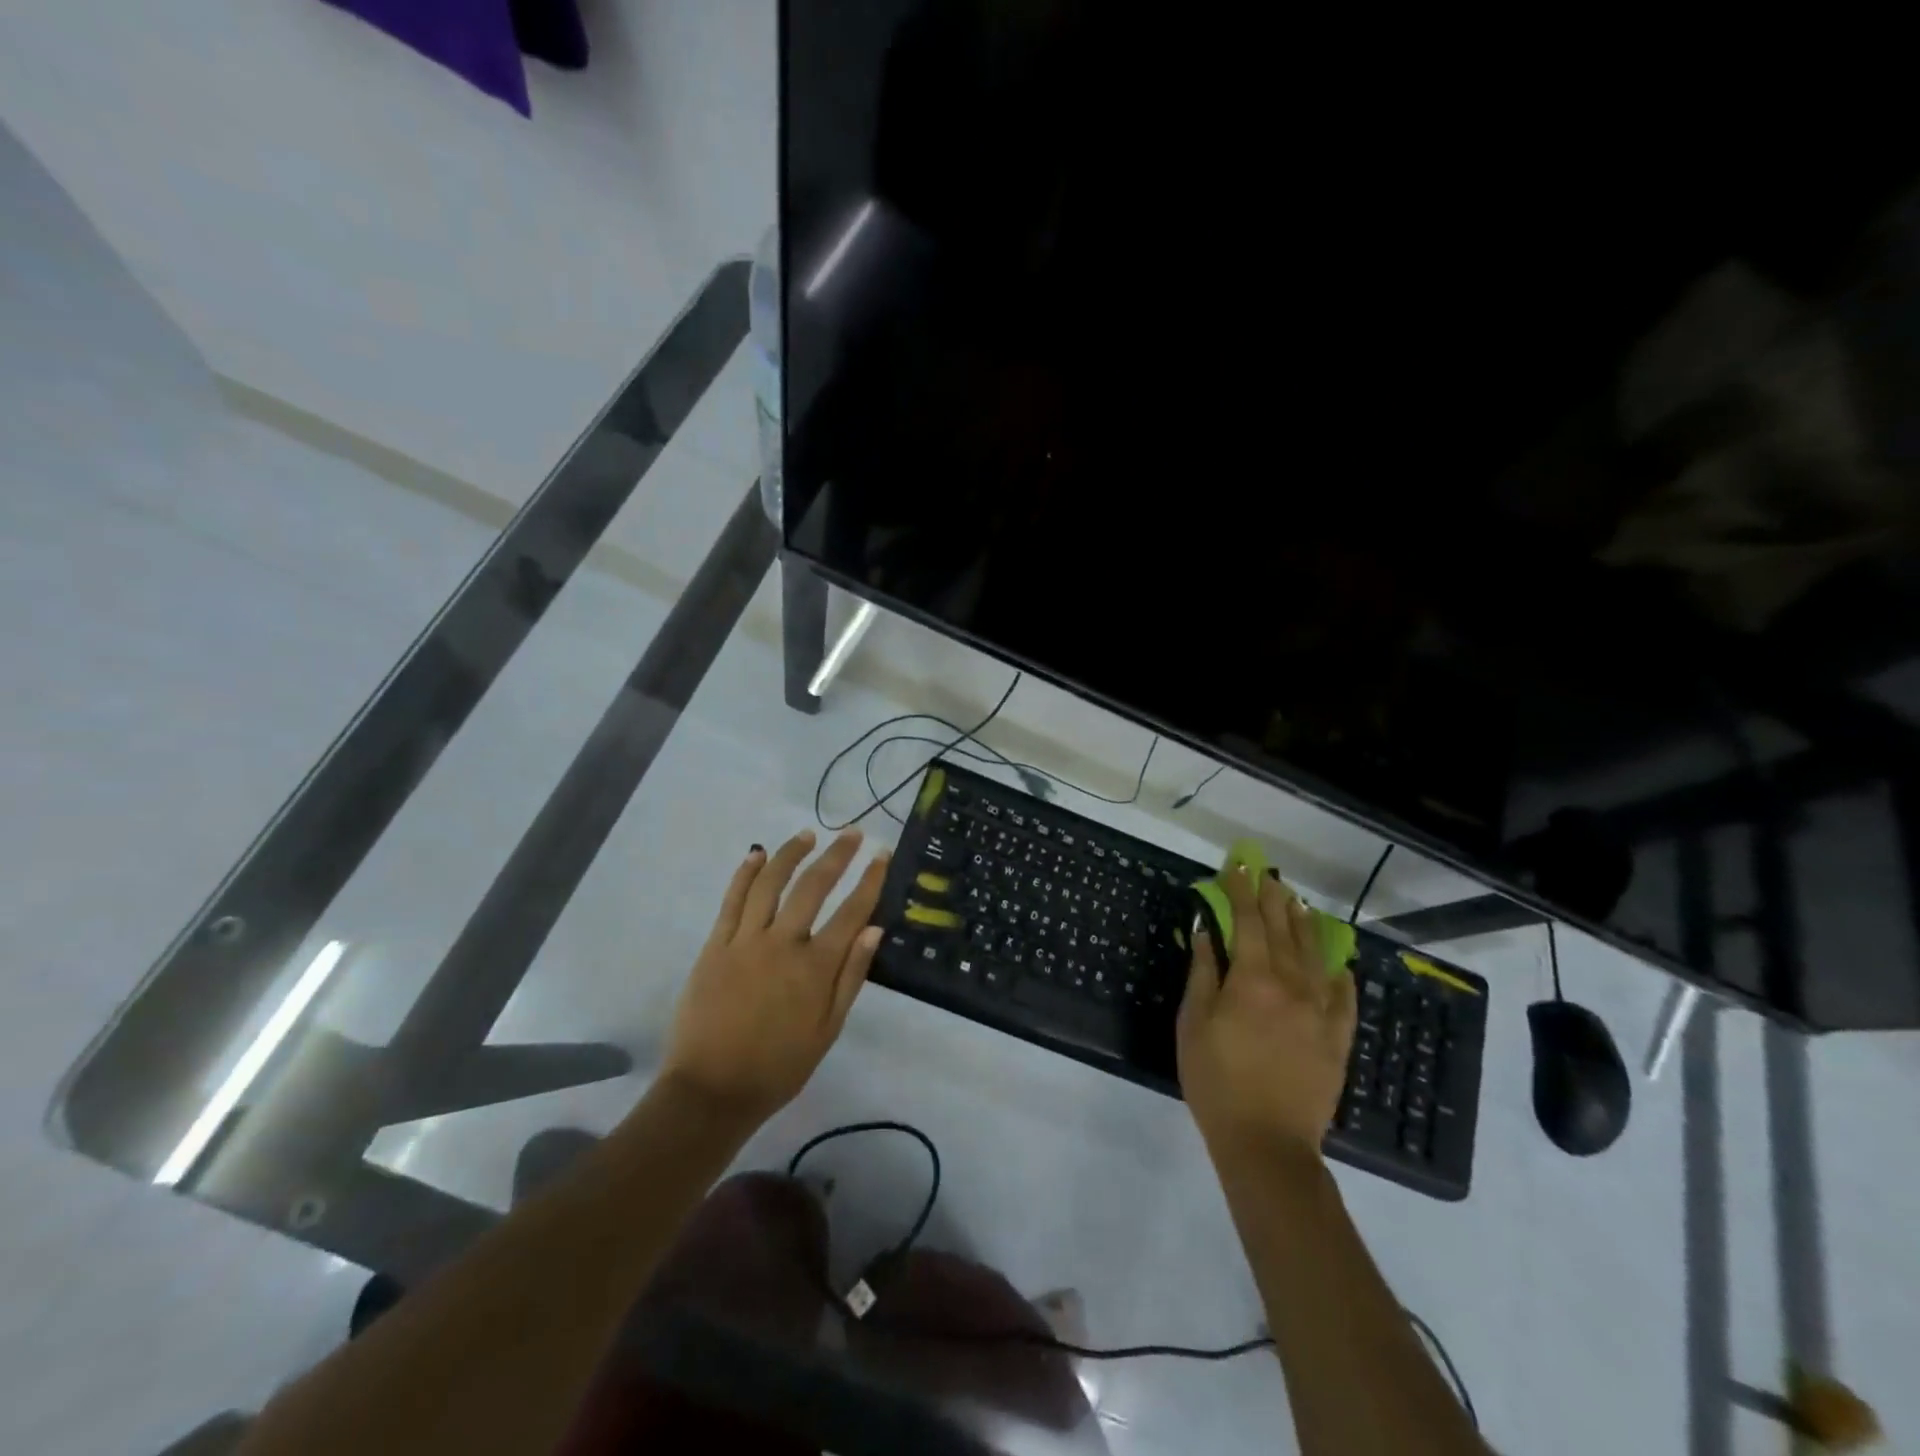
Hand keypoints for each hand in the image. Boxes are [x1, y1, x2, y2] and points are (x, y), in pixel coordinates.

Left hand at [661, 829, 888, 1125]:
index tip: (881, 855)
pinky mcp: (715, 945)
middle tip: (851, 834)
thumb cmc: (778, 1067)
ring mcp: (745, 941)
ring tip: (808, 834)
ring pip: (771, 883)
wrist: (711, 1091)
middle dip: (837, 855)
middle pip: (814, 886)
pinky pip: (732, 900)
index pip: (852, 912)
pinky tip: (757, 853)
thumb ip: (851, 977)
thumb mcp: (828, 1030)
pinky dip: (746, 873)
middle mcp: (783, 943)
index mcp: (815, 967)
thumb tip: (874, 930)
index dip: (870, 880)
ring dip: (791, 854)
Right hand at [1177, 867, 1355, 1158]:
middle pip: (1285, 930)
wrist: (1267, 1143)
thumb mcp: (1193, 1023)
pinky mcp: (1338, 1038)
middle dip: (1274, 899)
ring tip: (1297, 903)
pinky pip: (1344, 995)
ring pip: (1315, 955)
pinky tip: (1336, 962)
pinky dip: (1338, 972)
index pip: (1249, 921)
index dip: (1241, 892)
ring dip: (1304, 925)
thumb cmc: (1216, 1080)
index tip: (1236, 869)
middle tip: (1267, 876)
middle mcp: (1292, 985)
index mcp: (1253, 978)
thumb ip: (1203, 973)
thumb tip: (1207, 932)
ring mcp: (1321, 1011)